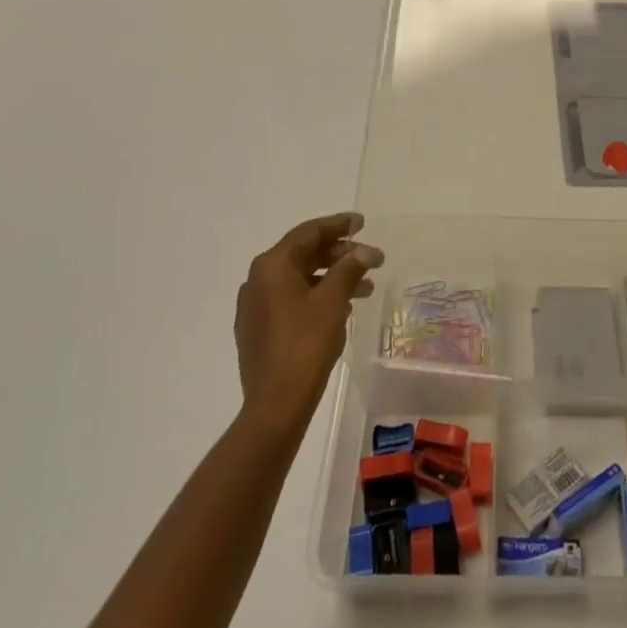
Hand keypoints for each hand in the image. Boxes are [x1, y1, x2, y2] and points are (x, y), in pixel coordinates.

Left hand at [234, 212, 382, 436]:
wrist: (276, 404)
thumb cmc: (306, 344)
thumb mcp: (333, 300)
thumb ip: (349, 268)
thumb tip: (364, 251)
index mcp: (272, 266)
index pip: (308, 233)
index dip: (338, 225)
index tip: (362, 223)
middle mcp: (258, 281)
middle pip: (303, 254)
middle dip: (339, 254)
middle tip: (370, 258)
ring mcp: (256, 307)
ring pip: (300, 279)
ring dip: (333, 278)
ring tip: (366, 288)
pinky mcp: (259, 330)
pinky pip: (292, 300)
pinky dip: (318, 296)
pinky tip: (341, 307)